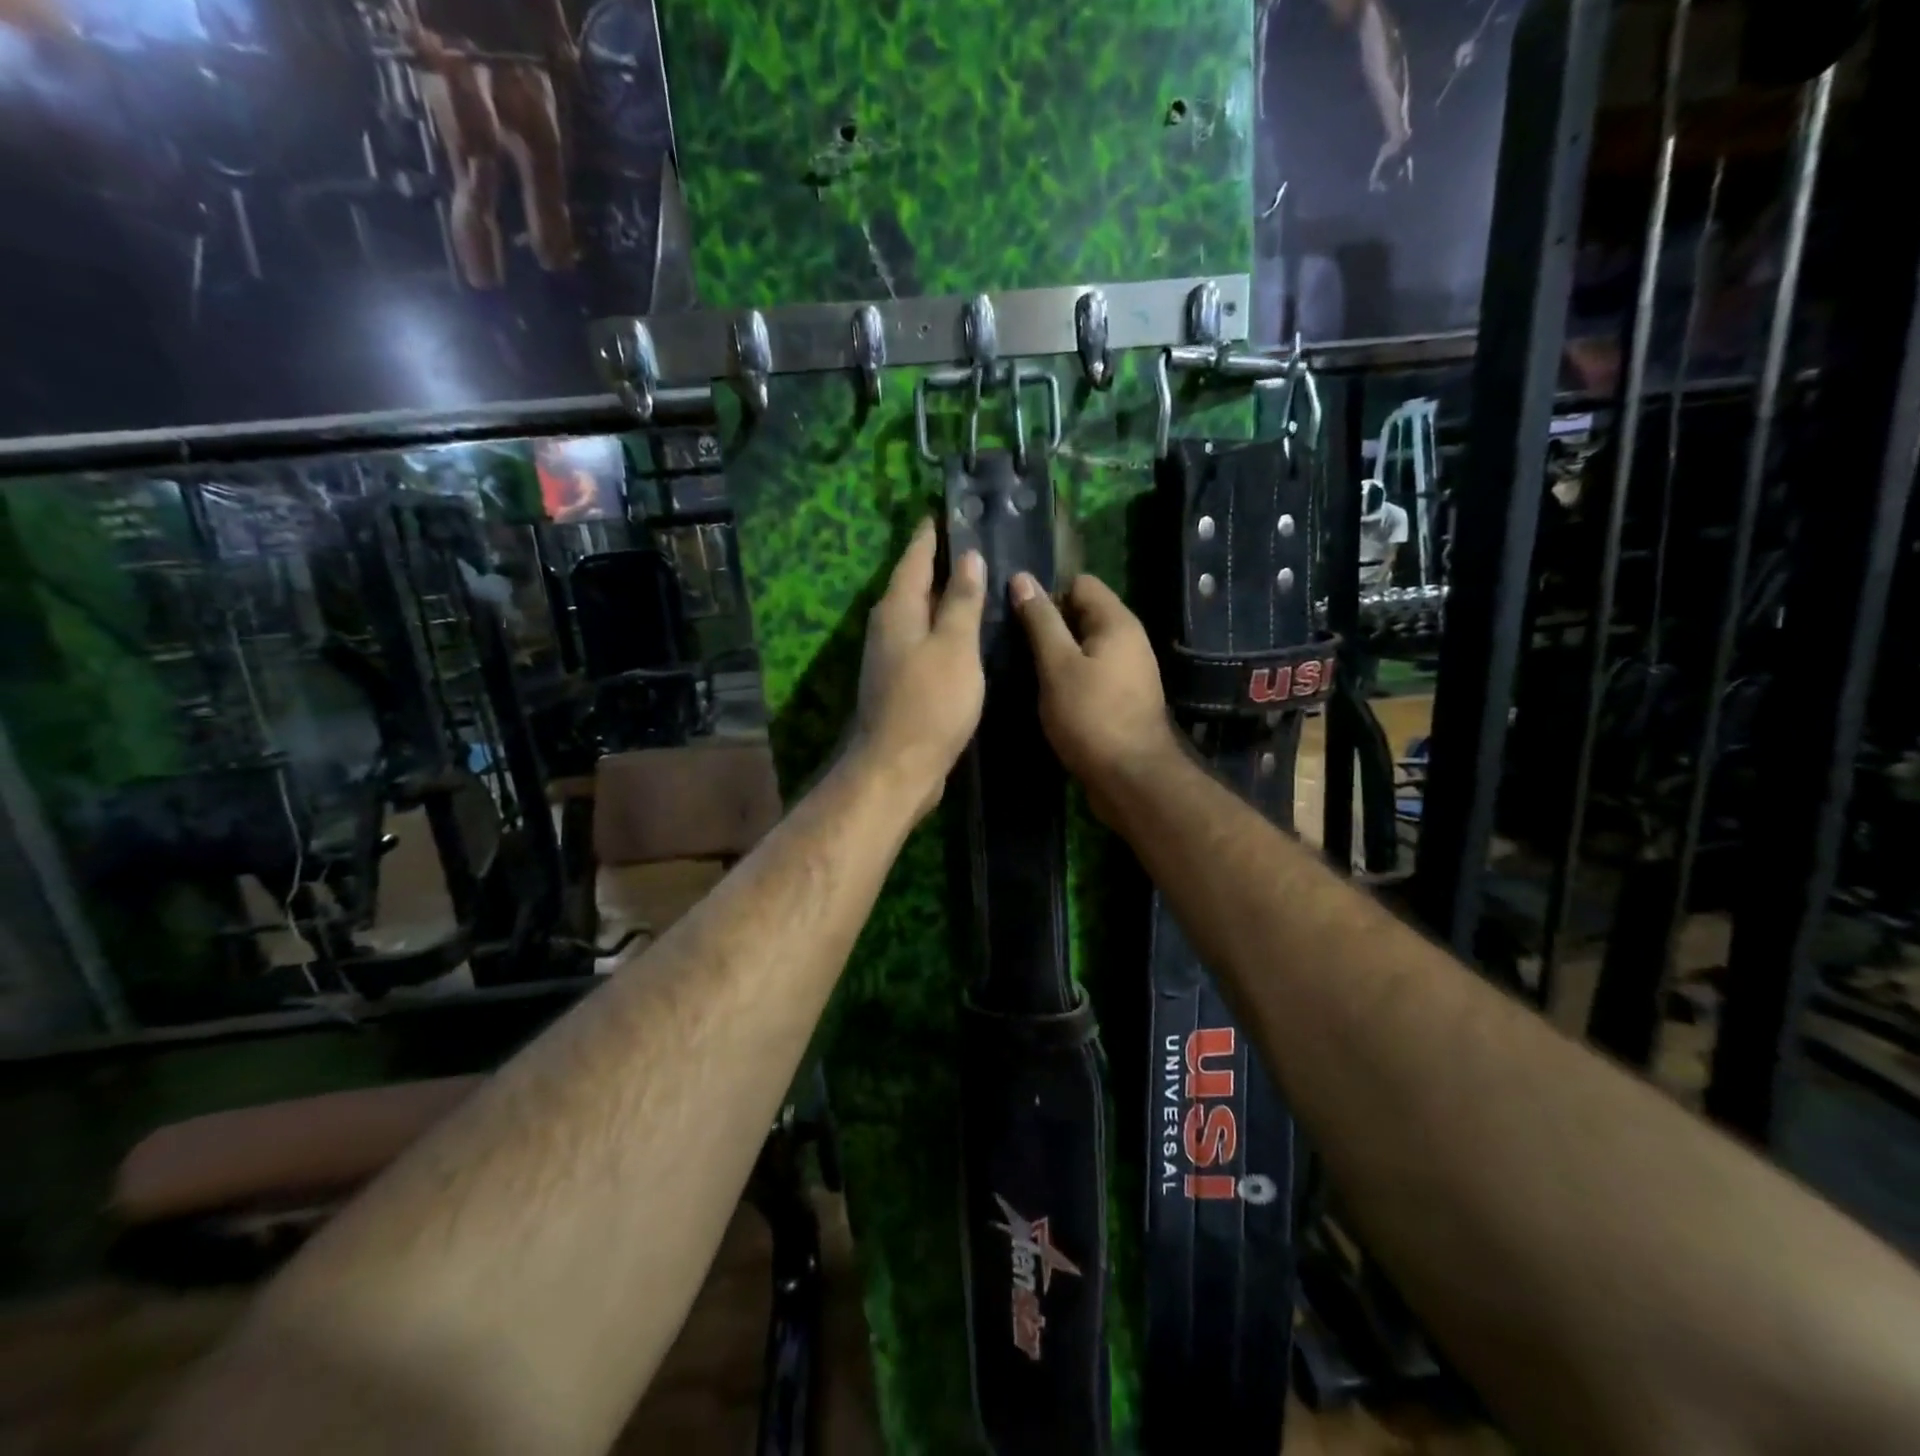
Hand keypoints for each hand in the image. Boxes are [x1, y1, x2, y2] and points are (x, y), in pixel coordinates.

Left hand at [850, 519, 986, 820]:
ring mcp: (891, 655)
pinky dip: (944, 629)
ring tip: (978, 582)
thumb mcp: (955, 647)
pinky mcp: (901, 681)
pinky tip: (967, 633)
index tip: (949, 510)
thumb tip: (969, 559)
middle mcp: (889, 626)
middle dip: (941, 562)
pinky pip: (925, 641)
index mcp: (898, 609)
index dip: (933, 534)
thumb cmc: (930, 702)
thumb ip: (962, 602)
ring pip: (920, 614)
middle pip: (915, 583)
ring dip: (944, 597)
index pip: (915, 557)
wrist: (898, 766)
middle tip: (976, 542)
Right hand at [1012, 571, 1181, 823]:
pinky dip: (1068, 677)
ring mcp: (1127, 671)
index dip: (1048, 594)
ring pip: (1084, 647)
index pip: (1080, 583)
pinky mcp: (1121, 698)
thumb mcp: (1057, 665)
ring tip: (1023, 669)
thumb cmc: (1091, 716)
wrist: (1131, 778)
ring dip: (1056, 654)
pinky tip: (1045, 693)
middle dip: (1049, 625)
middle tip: (1013, 644)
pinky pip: (1090, 673)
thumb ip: (1041, 621)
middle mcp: (1128, 640)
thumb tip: (1022, 579)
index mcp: (1117, 622)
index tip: (1019, 618)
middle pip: (1082, 614)